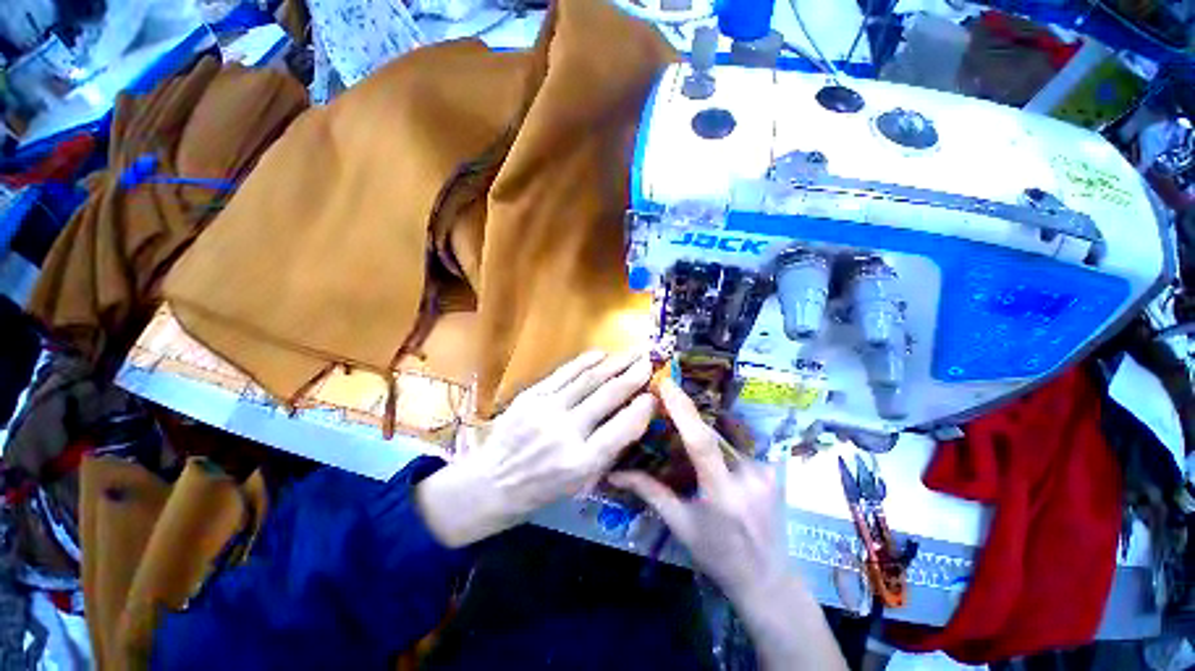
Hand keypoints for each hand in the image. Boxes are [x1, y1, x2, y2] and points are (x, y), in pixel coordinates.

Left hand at [416, 351, 654, 547]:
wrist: (491, 483)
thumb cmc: (541, 490)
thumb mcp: (581, 483)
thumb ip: (608, 450)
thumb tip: (633, 416)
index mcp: (581, 463)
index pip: (622, 429)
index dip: (642, 408)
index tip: (655, 394)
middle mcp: (565, 433)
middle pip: (607, 396)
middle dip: (633, 375)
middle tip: (650, 360)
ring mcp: (545, 411)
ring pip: (588, 380)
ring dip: (614, 363)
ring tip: (632, 352)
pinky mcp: (530, 397)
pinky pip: (563, 373)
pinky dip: (585, 362)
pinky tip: (602, 354)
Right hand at [609, 378, 786, 602]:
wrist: (768, 580)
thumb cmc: (718, 556)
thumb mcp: (680, 525)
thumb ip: (649, 493)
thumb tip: (614, 474)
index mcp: (721, 493)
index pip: (700, 442)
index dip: (683, 410)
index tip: (667, 385)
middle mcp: (748, 477)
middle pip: (710, 434)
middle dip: (687, 418)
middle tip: (666, 403)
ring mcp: (765, 472)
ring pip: (724, 439)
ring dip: (703, 433)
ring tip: (685, 433)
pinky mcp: (773, 470)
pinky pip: (738, 447)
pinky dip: (720, 445)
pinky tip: (713, 454)